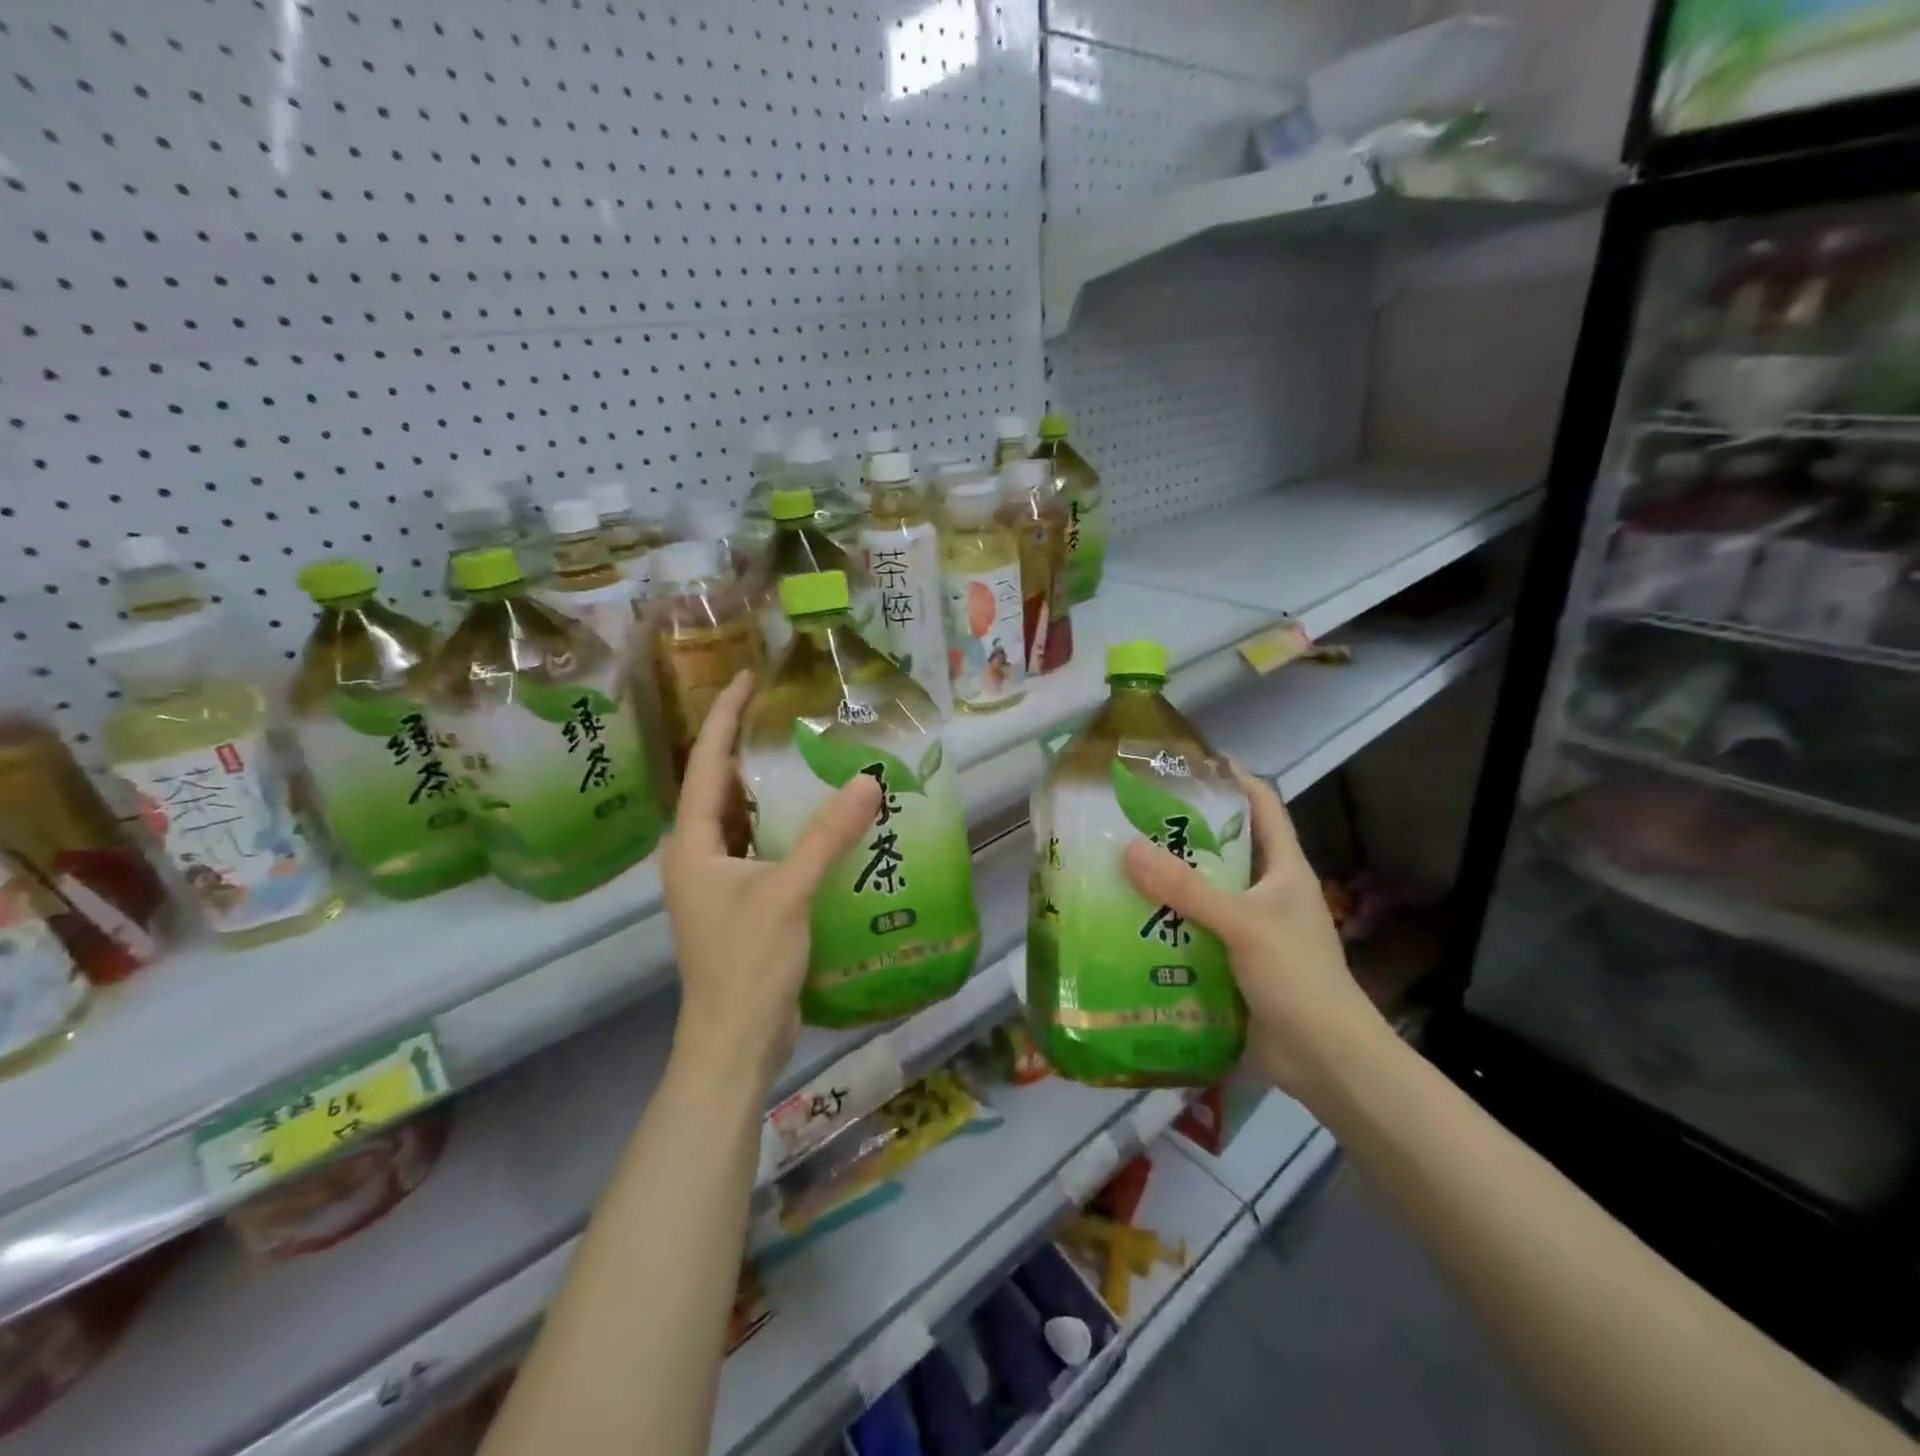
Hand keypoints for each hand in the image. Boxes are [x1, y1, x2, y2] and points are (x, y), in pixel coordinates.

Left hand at [661, 671, 880, 1089]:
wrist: (736, 1042)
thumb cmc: (748, 963)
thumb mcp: (789, 892)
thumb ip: (829, 835)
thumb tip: (869, 780)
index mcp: (693, 844)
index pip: (706, 764)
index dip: (725, 717)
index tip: (747, 678)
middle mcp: (697, 856)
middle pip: (721, 788)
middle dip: (748, 748)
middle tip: (787, 714)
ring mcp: (717, 882)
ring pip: (742, 819)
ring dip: (769, 789)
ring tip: (806, 756)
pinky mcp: (741, 903)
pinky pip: (760, 847)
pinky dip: (784, 827)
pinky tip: (819, 820)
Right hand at [1123, 767, 1387, 1102]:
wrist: (1326, 1060)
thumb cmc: (1297, 977)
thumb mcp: (1243, 924)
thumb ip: (1187, 889)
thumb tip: (1128, 849)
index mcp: (1283, 869)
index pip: (1262, 805)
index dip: (1232, 778)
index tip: (1187, 763)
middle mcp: (1266, 891)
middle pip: (1223, 846)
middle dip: (1182, 831)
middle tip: (1132, 816)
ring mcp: (1249, 928)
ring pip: (1203, 891)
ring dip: (1168, 880)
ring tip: (1119, 863)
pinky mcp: (1232, 962)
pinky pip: (1193, 930)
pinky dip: (1166, 922)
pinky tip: (1129, 920)